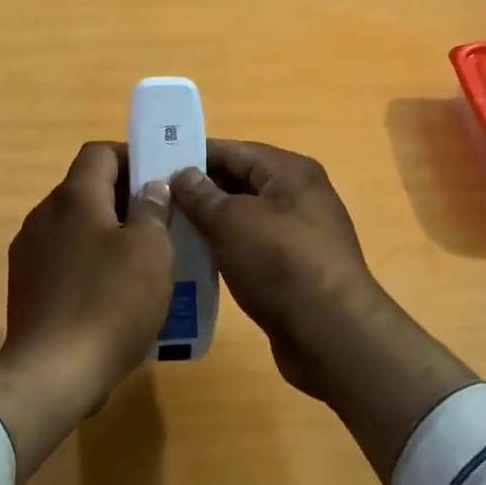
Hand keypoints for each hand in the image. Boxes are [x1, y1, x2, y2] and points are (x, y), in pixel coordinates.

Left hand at [0, 142, 174, 481]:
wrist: (52, 373)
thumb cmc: (110, 303)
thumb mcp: (151, 252)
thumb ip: (153, 210)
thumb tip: (151, 188)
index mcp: (73, 197)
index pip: (100, 152)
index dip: (132, 157)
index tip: (161, 180)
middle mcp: (44, 215)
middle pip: (87, 189)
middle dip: (125, 199)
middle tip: (161, 223)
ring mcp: (29, 252)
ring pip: (75, 226)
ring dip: (108, 233)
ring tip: (142, 262)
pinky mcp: (25, 287)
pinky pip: (64, 259)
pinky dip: (89, 263)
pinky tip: (112, 295)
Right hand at [173, 139, 478, 481]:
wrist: (331, 334)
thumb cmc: (281, 263)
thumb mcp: (232, 221)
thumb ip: (201, 195)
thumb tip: (181, 174)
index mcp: (290, 172)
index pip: (234, 150)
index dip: (193, 154)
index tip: (154, 162)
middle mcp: (298, 196)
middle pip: (239, 182)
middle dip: (198, 190)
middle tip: (154, 199)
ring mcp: (297, 235)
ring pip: (242, 218)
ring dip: (208, 223)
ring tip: (165, 229)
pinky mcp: (292, 270)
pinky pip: (250, 247)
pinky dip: (224, 249)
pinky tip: (193, 259)